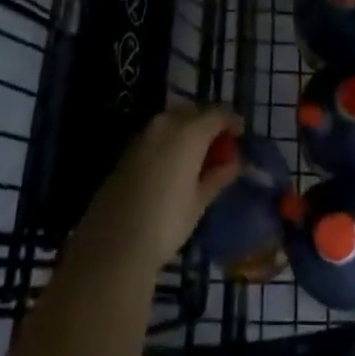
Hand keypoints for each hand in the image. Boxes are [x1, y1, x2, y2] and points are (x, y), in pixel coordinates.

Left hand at [71, 104, 242, 275]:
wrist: (114, 243)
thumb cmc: (166, 222)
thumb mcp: (199, 202)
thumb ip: (218, 176)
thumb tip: (234, 162)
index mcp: (188, 132)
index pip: (217, 114)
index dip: (232, 121)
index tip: (241, 134)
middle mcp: (165, 124)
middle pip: (193, 112)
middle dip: (209, 123)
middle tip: (220, 146)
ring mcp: (143, 135)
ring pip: (173, 120)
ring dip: (188, 130)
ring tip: (199, 156)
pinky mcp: (127, 150)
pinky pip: (157, 134)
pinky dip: (170, 140)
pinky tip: (174, 164)